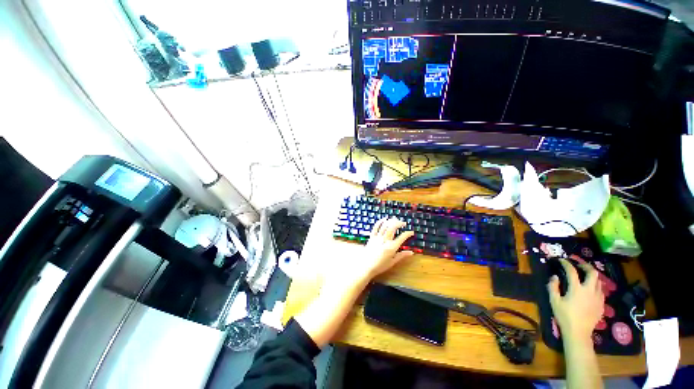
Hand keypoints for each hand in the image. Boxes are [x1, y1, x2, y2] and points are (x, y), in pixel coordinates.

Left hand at [329, 217, 413, 286]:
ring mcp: (377, 238)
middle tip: (403, 223)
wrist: (366, 266)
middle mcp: (385, 240)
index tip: (411, 232)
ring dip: (391, 221)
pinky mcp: (372, 237)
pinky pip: (376, 227)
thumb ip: (402, 256)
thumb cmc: (380, 266)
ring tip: (395, 220)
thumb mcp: (392, 262)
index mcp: (391, 247)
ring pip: (385, 225)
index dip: (408, 234)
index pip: (402, 237)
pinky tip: (384, 219)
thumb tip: (411, 252)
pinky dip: (380, 222)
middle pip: (393, 227)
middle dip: (399, 223)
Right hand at [548, 258, 604, 341]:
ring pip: (599, 282)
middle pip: (593, 273)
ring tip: (585, 277)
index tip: (562, 260)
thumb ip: (553, 287)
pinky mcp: (601, 304)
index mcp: (577, 289)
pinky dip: (595, 287)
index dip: (566, 264)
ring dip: (592, 277)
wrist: (579, 332)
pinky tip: (590, 291)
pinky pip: (600, 291)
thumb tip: (555, 276)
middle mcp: (590, 290)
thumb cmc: (564, 316)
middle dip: (586, 266)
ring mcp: (598, 297)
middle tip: (579, 265)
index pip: (572, 271)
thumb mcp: (554, 301)